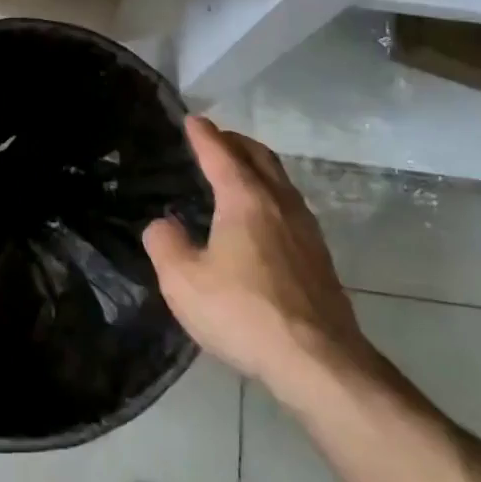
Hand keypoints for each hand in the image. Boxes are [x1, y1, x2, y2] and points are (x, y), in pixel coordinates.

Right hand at [143, 117, 370, 398]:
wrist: (318, 361)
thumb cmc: (244, 313)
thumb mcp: (184, 281)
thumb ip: (165, 245)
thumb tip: (162, 225)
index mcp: (245, 199)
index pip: (221, 153)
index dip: (203, 135)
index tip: (191, 119)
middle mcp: (279, 203)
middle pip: (259, 157)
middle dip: (235, 142)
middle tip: (215, 138)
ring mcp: (306, 229)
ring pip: (280, 180)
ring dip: (257, 166)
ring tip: (238, 171)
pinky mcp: (318, 256)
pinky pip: (290, 205)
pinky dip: (270, 193)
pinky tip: (261, 217)